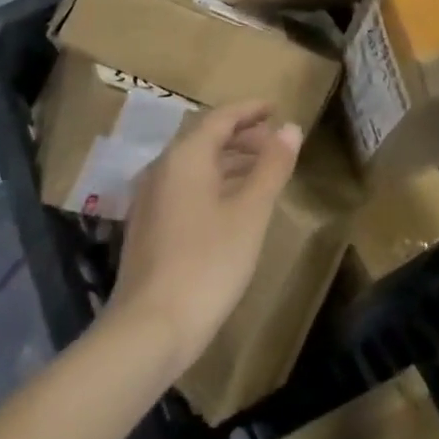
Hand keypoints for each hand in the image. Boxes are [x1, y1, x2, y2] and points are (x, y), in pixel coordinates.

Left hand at [105, 101, 302, 376]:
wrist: (149, 330)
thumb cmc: (208, 263)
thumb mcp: (251, 212)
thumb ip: (272, 166)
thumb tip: (290, 128)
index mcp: (185, 156)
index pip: (221, 117)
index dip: (250, 110)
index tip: (275, 108)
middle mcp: (162, 168)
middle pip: (205, 138)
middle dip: (241, 135)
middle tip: (274, 141)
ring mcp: (150, 199)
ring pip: (194, 164)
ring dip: (228, 160)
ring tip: (260, 170)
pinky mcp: (148, 227)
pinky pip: (185, 187)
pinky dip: (212, 182)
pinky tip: (231, 204)